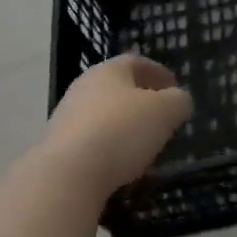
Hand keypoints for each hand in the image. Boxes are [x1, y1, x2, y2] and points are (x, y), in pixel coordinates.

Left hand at [41, 54, 192, 196]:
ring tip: (145, 145)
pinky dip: (109, 148)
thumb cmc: (122, 130)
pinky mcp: (58, 147)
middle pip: (118, 88)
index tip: (175, 88)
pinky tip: (121, 165)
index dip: (159, 73)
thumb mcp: (166, 111)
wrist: (67, 175)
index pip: (137, 62)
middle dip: (142, 100)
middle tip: (162, 117)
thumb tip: (178, 101)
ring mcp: (66, 117)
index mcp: (109, 70)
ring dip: (125, 126)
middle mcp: (83, 87)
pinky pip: (92, 141)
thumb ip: (179, 101)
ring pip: (104, 115)